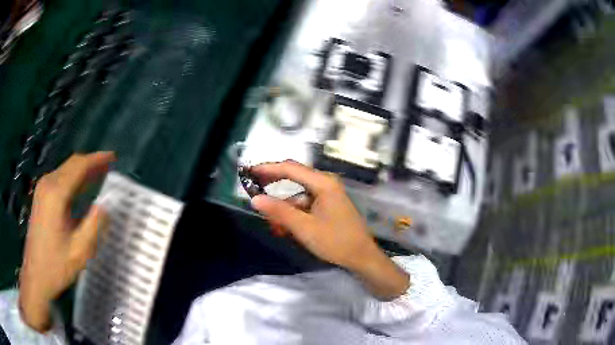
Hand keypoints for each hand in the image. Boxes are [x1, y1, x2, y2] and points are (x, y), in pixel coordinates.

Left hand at [19, 152, 115, 331]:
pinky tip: (80, 187)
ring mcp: (42, 189)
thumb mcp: (79, 251)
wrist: (35, 274)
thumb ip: (94, 225)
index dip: (97, 159)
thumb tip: (106, 206)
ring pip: (65, 170)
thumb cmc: (56, 265)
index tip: (113, 157)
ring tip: (98, 175)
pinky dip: (73, 178)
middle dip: (90, 162)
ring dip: (82, 170)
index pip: (79, 166)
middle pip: (72, 163)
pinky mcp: (40, 197)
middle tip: (108, 166)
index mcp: (56, 194)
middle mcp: (48, 184)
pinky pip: (59, 179)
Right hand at [250, 160, 408, 299]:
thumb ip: (279, 211)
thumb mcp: (304, 227)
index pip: (290, 168)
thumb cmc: (336, 241)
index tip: (250, 172)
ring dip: (284, 207)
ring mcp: (328, 194)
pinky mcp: (329, 205)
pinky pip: (306, 204)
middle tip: (254, 192)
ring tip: (272, 223)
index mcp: (323, 183)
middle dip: (274, 187)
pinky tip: (286, 228)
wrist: (362, 257)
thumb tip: (255, 199)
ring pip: (298, 195)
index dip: (268, 168)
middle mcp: (326, 183)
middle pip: (294, 178)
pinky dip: (294, 213)